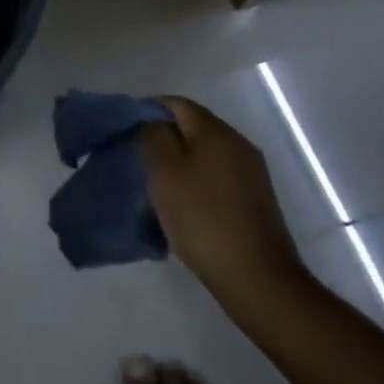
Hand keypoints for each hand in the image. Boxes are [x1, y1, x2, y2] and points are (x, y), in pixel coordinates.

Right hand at [141, 97, 308, 313]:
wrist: (258, 280)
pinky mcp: (255, 201)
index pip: (176, 103)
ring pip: (204, 154)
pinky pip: (217, 178)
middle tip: (137, 160)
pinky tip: (183, 206)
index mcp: (216, 131)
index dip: (147, 110)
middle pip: (192, 127)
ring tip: (156, 186)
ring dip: (179, 164)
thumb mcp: (164, 171)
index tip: (125, 131)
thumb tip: (155, 122)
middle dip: (163, 138)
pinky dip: (196, 183)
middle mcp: (238, 144)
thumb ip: (154, 136)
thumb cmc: (203, 218)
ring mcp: (251, 173)